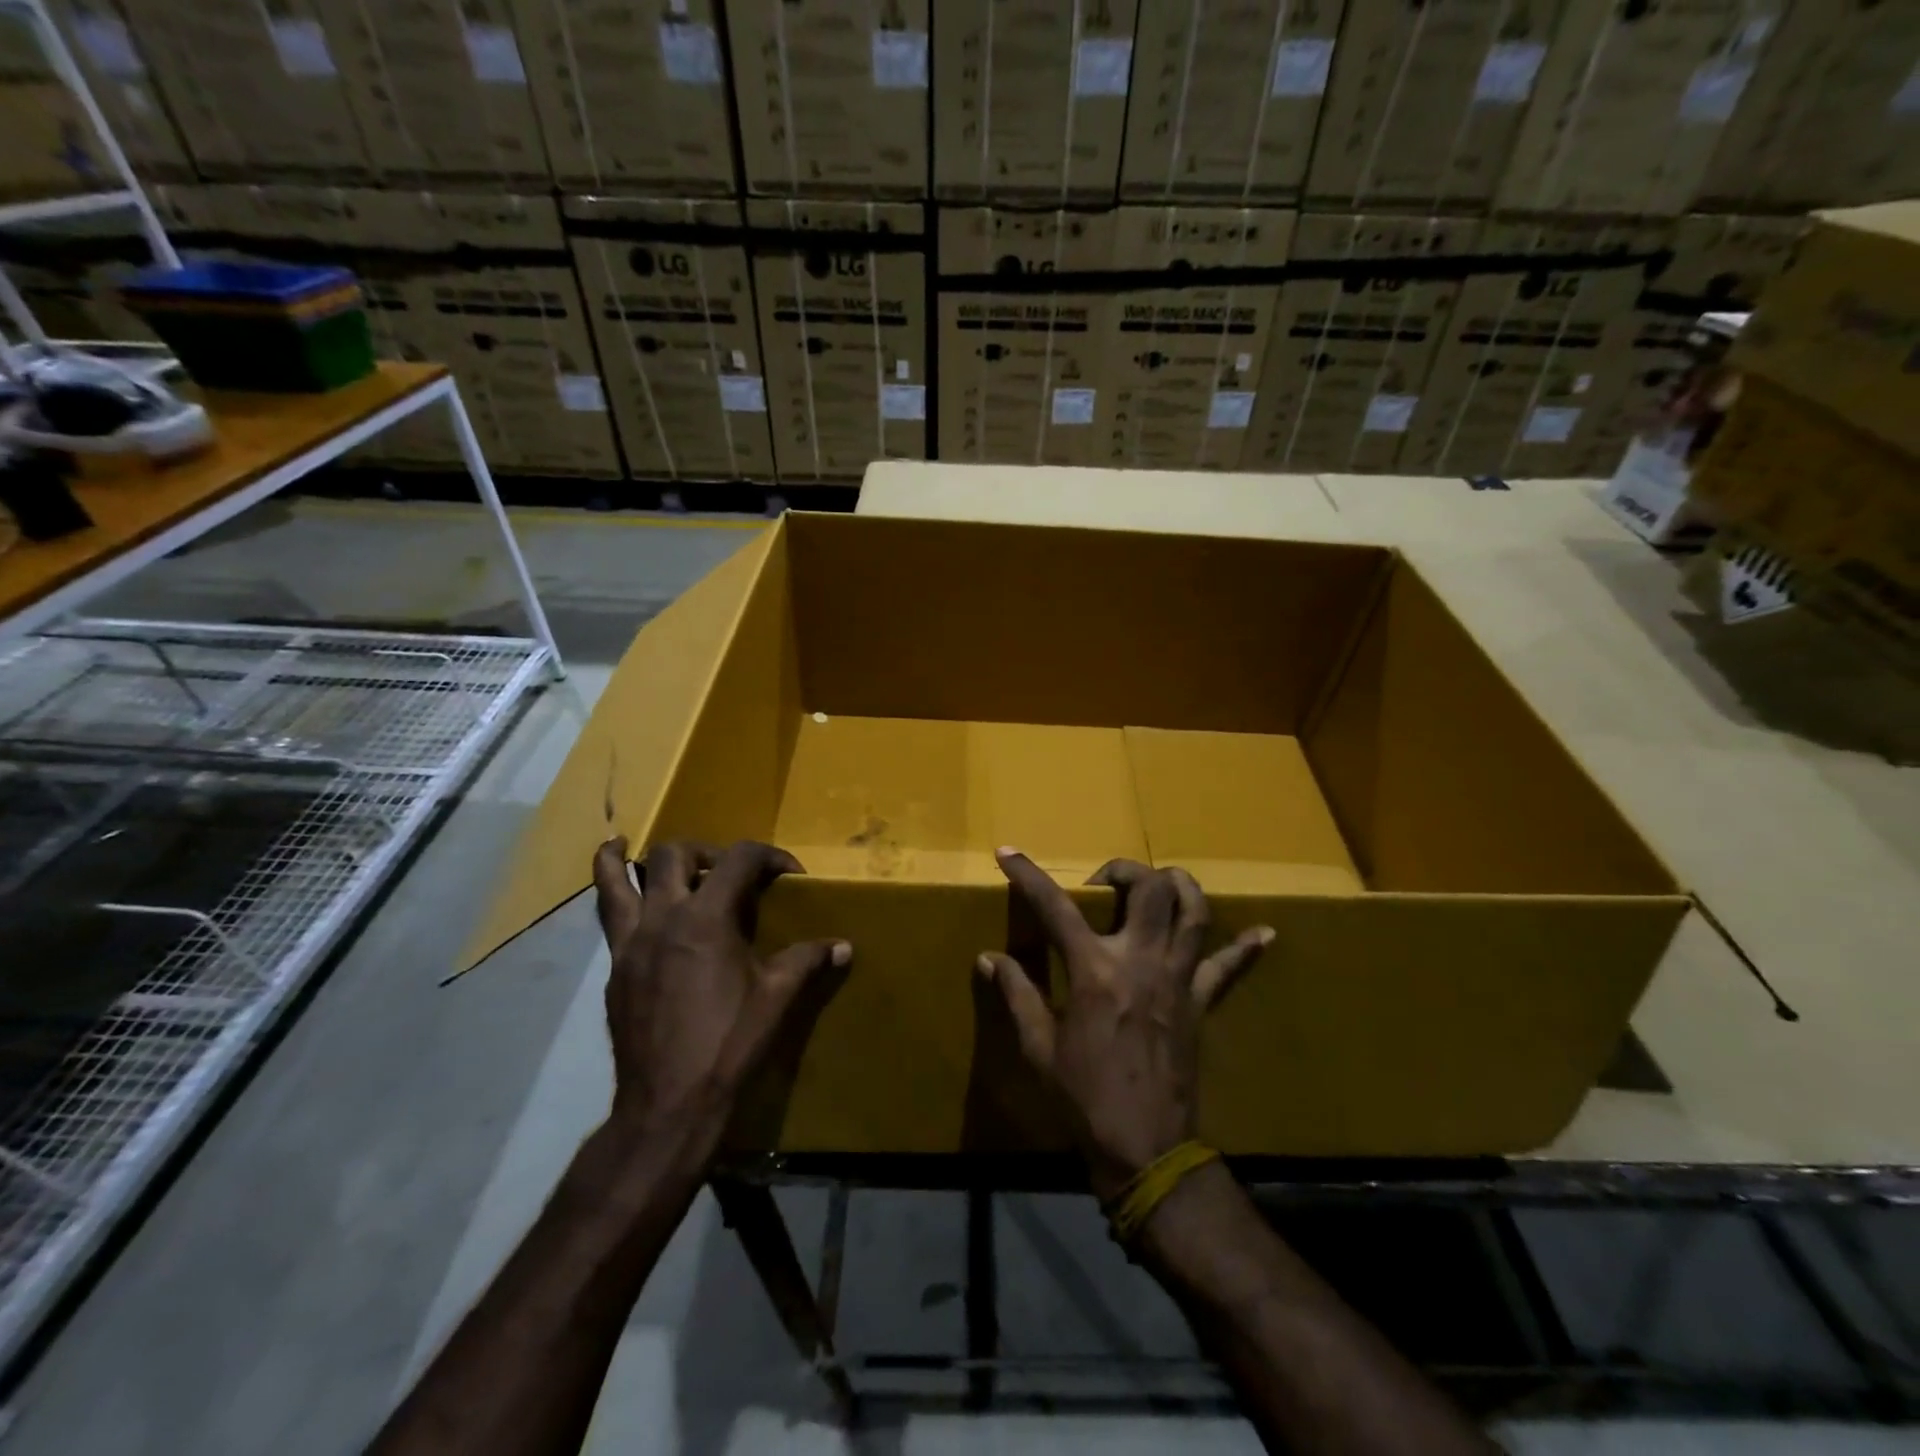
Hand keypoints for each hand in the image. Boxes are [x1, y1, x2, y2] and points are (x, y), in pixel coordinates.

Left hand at [591, 838, 850, 1135]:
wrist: (669, 1102)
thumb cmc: (729, 1044)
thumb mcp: (777, 998)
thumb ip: (808, 960)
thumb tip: (844, 946)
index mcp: (706, 918)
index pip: (739, 859)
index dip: (770, 856)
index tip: (790, 875)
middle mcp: (663, 918)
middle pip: (674, 855)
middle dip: (706, 851)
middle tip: (726, 872)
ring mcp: (631, 943)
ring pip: (616, 880)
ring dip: (626, 858)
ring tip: (625, 844)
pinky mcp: (615, 969)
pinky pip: (607, 919)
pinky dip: (614, 898)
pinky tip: (631, 908)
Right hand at [976, 851, 1271, 1199]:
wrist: (1145, 1148)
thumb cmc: (1084, 1097)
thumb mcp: (1039, 1047)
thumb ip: (1017, 993)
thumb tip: (988, 958)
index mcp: (1095, 972)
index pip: (1056, 909)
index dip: (1028, 876)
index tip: (1007, 853)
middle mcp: (1141, 962)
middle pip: (1149, 891)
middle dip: (1124, 871)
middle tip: (1103, 884)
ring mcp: (1178, 980)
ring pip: (1194, 913)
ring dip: (1180, 886)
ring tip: (1161, 883)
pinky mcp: (1200, 1003)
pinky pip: (1228, 969)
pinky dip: (1245, 948)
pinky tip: (1263, 933)